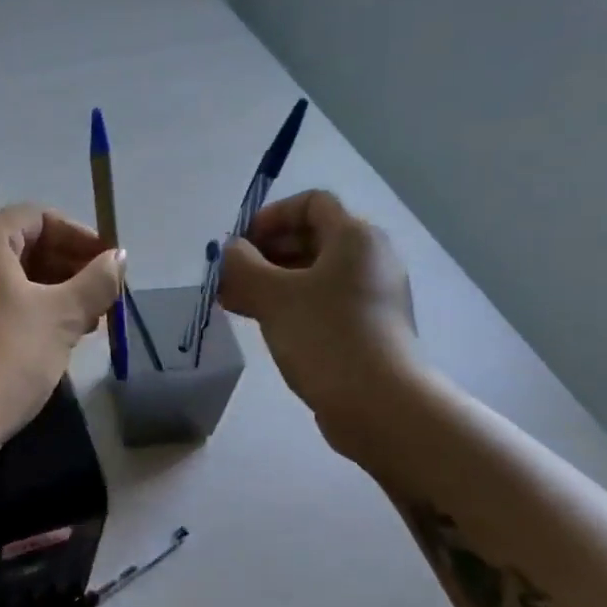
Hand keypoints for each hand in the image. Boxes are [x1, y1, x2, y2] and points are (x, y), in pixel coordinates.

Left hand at [0, 204, 123, 453]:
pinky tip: (52, 340)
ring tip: (86, 323)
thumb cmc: (7, 356)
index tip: (110, 265)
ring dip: (52, 293)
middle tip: (102, 298)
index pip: (38, 217)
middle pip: (22, 245)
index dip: (80, 236)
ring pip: (9, 278)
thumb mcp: (62, 316)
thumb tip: (118, 258)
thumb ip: (96, 281)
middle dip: (68, 267)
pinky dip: (26, 310)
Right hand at [219, 190, 423, 465]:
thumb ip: (243, 265)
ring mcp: (370, 296)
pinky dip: (289, 305)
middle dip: (264, 254)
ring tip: (233, 302)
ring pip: (312, 275)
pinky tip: (259, 323)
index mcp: (355, 237)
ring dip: (271, 282)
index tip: (239, 245)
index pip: (311, 203)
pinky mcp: (365, 328)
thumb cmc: (324, 336)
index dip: (271, 216)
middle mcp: (369, 259)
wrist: (378, 403)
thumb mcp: (273, 296)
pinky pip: (320, 302)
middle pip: (311, 238)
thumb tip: (231, 251)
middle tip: (228, 278)